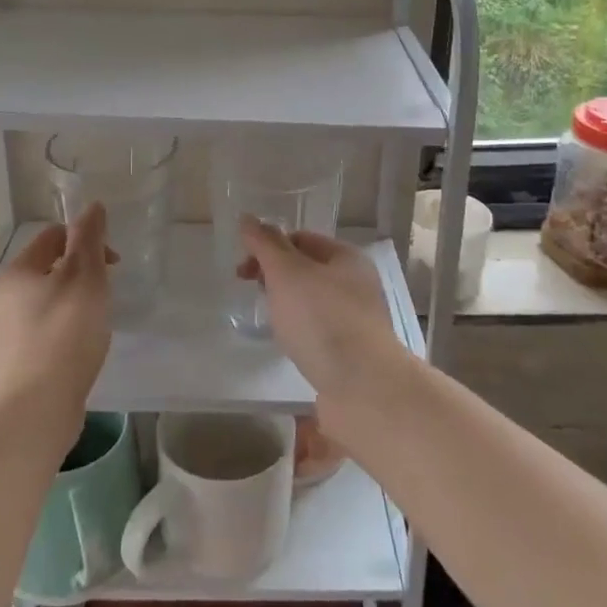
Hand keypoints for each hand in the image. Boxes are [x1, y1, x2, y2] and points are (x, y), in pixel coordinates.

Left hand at [0, 205, 114, 414]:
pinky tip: (80, 346)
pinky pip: (43, 328)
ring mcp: (3, 331)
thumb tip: (92, 206)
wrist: (37, 407)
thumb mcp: (85, 277)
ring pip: (46, 299)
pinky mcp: (13, 359)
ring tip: (96, 321)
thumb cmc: (64, 333)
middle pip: (48, 267)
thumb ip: (89, 238)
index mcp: (14, 272)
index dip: (87, 241)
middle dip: (82, 272)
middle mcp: (1, 297)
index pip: (53, 236)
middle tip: (106, 292)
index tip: (113, 264)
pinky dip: (64, 327)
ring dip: (74, 300)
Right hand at [236, 217, 405, 406]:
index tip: (243, 271)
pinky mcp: (352, 352)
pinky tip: (291, 346)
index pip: (301, 239)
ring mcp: (357, 319)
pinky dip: (300, 333)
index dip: (269, 248)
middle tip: (254, 295)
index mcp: (347, 257)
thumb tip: (248, 218)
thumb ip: (266, 245)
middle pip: (307, 270)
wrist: (364, 388)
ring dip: (287, 307)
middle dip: (276, 278)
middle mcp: (356, 284)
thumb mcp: (288, 273)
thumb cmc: (323, 320)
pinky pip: (319, 331)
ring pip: (312, 303)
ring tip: (272, 323)